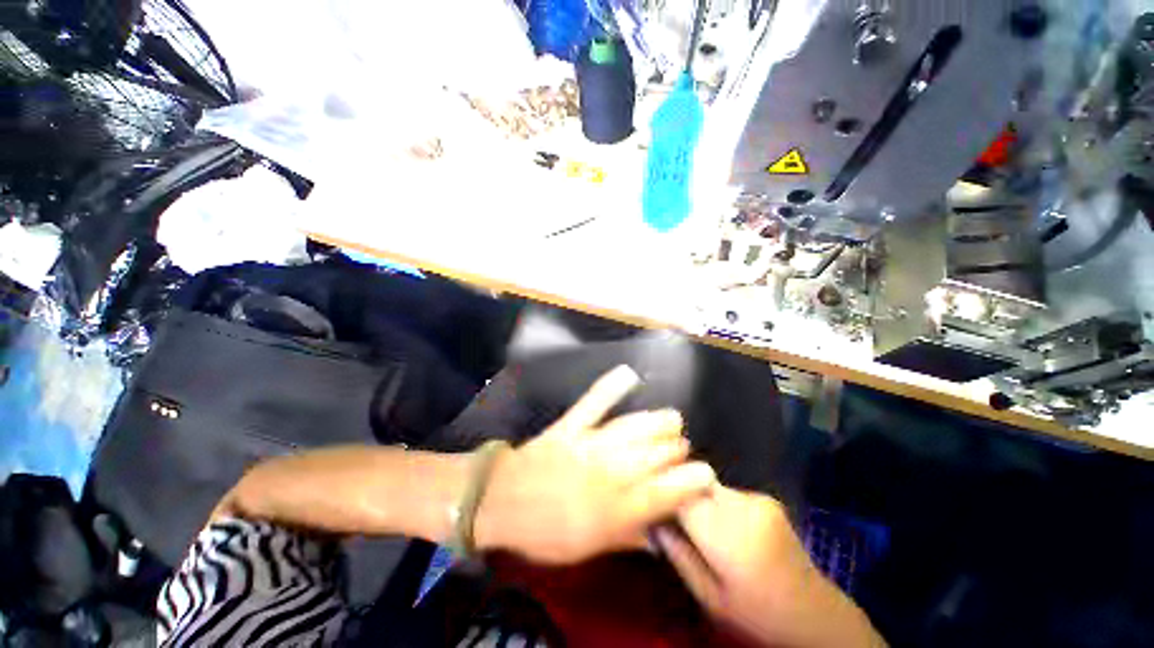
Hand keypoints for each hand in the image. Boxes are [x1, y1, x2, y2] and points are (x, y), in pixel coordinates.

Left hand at [475, 365, 715, 563]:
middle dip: (676, 450)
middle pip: (656, 455)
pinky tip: (628, 374)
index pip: (668, 493)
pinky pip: (594, 402)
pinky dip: (611, 386)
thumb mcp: (590, 549)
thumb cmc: (545, 532)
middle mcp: (609, 474)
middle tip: (682, 447)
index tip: (707, 474)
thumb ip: (629, 538)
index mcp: (616, 511)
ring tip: (674, 419)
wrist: (501, 502)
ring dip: (659, 422)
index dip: (693, 482)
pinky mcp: (571, 424)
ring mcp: (589, 444)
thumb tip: (662, 532)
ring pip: (635, 428)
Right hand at [657, 486, 884, 647]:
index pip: (680, 494)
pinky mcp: (767, 498)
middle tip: (679, 520)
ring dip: (701, 501)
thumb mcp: (707, 596)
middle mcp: (741, 507)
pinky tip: (732, 529)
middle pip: (694, 483)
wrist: (813, 612)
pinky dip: (721, 505)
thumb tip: (651, 519)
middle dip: (681, 495)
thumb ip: (677, 553)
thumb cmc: (755, 612)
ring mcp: (757, 499)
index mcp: (725, 535)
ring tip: (708, 529)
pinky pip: (729, 492)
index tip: (656, 507)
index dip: (663, 495)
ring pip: (709, 485)